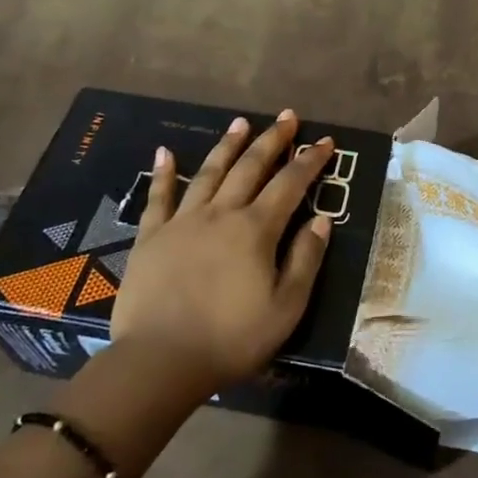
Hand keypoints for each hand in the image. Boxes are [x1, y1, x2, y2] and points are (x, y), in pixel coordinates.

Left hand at [109, 109, 334, 397]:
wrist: (160, 361)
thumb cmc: (232, 339)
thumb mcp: (286, 307)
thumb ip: (305, 259)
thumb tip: (321, 219)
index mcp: (256, 230)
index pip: (290, 184)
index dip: (310, 161)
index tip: (326, 141)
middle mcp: (221, 214)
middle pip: (250, 167)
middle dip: (272, 140)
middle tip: (287, 117)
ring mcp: (182, 222)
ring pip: (209, 173)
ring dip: (228, 146)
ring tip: (241, 123)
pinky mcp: (151, 237)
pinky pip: (158, 197)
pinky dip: (163, 173)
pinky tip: (164, 152)